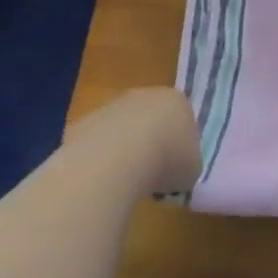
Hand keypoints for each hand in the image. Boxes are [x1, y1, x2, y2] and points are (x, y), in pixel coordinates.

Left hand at [65, 88, 200, 197]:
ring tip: (127, 181)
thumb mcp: (192, 170)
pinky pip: (99, 143)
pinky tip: (104, 178)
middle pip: (152, 121)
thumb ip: (187, 164)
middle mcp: (145, 96)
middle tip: (153, 175)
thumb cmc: (167, 161)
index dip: (181, 147)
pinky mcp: (85, 121)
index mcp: (178, 102)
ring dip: (126, 152)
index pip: (184, 121)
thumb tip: (175, 171)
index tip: (176, 169)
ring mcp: (112, 106)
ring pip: (124, 130)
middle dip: (153, 145)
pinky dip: (102, 160)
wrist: (117, 160)